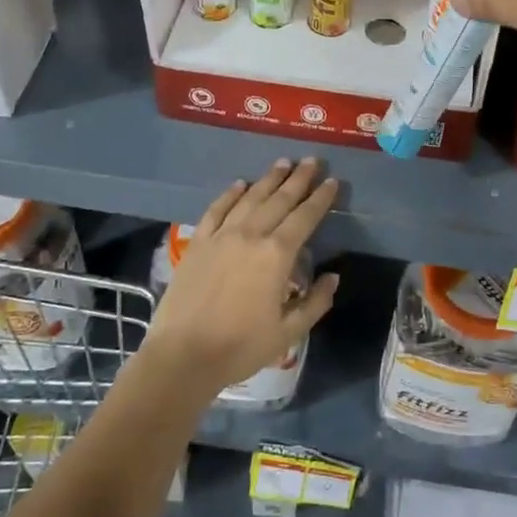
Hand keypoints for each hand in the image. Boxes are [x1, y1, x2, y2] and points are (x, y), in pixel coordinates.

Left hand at [143, 158, 340, 395]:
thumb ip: (315, 302)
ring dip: (268, 179)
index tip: (333, 181)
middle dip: (299, 179)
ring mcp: (221, 236)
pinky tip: (239, 184)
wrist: (183, 356)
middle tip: (312, 161)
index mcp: (277, 255)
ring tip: (283, 163)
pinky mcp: (198, 243)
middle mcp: (251, 235)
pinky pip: (216, 210)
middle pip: (279, 199)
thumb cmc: (241, 347)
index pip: (305, 217)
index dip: (321, 198)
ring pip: (250, 198)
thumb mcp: (288, 332)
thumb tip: (333, 277)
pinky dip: (230, 194)